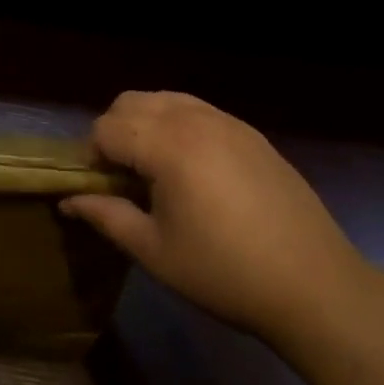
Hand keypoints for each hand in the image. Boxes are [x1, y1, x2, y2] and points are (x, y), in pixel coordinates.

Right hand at [62, 92, 373, 347]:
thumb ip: (106, 217)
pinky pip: (197, 110)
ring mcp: (226, 121)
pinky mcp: (250, 132)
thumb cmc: (225, 274)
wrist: (316, 285)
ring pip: (164, 99)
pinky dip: (178, 125)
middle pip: (130, 102)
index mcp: (167, 145)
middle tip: (121, 178)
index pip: (105, 128)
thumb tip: (68, 200)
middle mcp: (194, 119)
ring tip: (154, 170)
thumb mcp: (155, 252)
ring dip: (145, 123)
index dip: (91, 157)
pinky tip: (192, 169)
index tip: (99, 190)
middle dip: (114, 132)